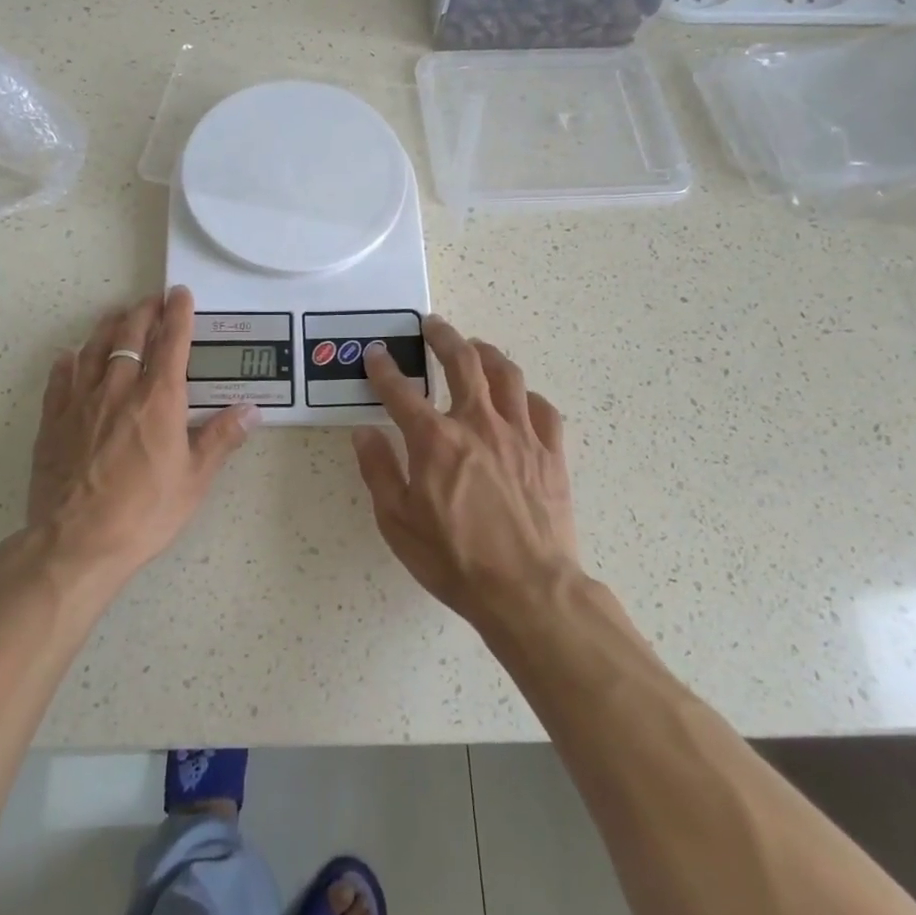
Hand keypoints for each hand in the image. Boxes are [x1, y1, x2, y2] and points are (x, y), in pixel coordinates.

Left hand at [27, 287, 256, 580]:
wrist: (76, 542)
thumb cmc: (144, 512)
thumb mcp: (194, 480)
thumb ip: (221, 439)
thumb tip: (252, 410)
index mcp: (159, 400)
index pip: (171, 343)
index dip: (177, 314)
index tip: (180, 294)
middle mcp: (119, 389)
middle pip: (130, 336)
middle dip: (144, 312)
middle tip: (152, 300)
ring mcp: (81, 402)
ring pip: (94, 349)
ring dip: (108, 327)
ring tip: (117, 315)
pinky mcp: (53, 421)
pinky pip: (60, 378)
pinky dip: (69, 360)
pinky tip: (71, 355)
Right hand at [352, 316, 578, 624]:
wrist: (528, 590)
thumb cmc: (455, 559)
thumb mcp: (397, 522)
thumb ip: (378, 470)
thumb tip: (364, 432)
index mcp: (435, 440)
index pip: (401, 392)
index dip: (384, 369)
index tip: (376, 354)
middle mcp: (478, 424)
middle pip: (463, 362)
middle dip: (444, 337)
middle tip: (433, 324)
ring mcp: (520, 435)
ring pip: (507, 375)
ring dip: (487, 353)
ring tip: (476, 346)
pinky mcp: (551, 453)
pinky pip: (543, 410)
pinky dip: (527, 396)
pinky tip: (520, 398)